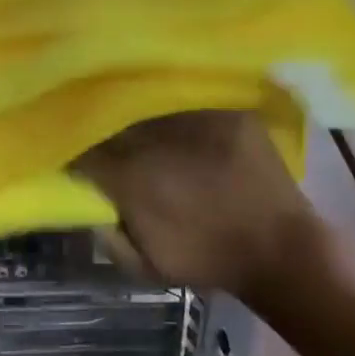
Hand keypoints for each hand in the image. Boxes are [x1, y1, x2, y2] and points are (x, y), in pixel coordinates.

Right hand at [78, 111, 327, 306]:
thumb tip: (85, 202)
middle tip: (97, 128)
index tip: (73, 151)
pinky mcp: (225, 106)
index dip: (74, 148)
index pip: (84, 149)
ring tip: (129, 109)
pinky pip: (185, 92)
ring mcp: (194, 116)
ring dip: (133, 104)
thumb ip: (108, 234)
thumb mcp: (146, 263)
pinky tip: (167, 102)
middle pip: (111, 117)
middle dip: (100, 121)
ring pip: (145, 97)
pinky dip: (171, 97)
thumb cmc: (209, 258)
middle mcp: (157, 138)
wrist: (281, 249)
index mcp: (132, 176)